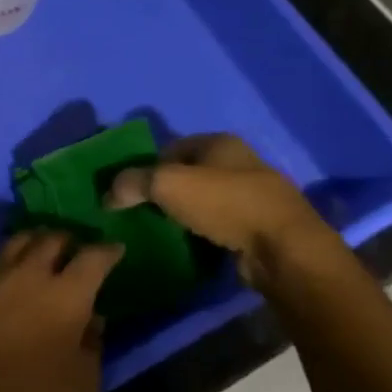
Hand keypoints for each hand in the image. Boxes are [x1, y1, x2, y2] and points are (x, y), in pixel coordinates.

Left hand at [0, 232, 122, 391]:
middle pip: (52, 238)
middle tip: (76, 247)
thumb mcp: (80, 382)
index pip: (94, 258)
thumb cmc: (29, 391)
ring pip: (19, 242)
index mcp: (68, 294)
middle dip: (69, 239)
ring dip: (36, 241)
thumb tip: (93, 323)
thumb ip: (93, 347)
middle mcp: (32, 274)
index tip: (116, 249)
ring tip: (43, 250)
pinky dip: (11, 263)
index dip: (108, 251)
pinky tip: (14, 279)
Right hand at [105, 133, 330, 285]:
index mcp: (220, 142)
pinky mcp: (259, 225)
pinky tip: (190, 245)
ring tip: (162, 231)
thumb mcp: (167, 184)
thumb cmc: (225, 204)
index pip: (170, 147)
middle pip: (188, 173)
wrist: (283, 249)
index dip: (146, 166)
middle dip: (164, 191)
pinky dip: (203, 232)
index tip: (130, 192)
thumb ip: (132, 183)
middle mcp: (239, 162)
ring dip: (184, 213)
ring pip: (204, 199)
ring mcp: (253, 195)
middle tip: (142, 212)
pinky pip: (220, 223)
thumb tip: (108, 195)